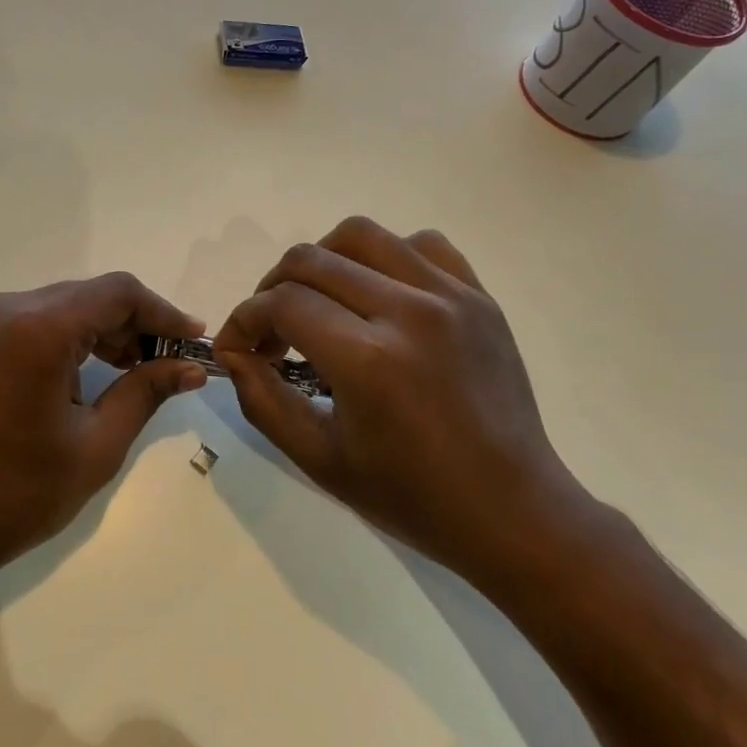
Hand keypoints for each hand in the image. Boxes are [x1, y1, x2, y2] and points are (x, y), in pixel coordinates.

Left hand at [0, 274, 209, 590]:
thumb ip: (146, 391)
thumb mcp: (97, 444)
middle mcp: (11, 308)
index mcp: (39, 329)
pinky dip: (78, 336)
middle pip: (94, 295)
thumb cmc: (20, 493)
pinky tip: (101, 368)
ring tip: (142, 368)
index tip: (195, 340)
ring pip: (70, 305)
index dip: (163, 312)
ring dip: (109, 329)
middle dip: (138, 323)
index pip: (118, 294)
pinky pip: (44, 320)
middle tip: (173, 360)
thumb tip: (192, 366)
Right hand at [212, 217, 595, 596]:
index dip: (244, 320)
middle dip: (271, 288)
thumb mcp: (319, 459)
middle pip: (312, 260)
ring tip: (320, 302)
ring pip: (361, 235)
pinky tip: (380, 295)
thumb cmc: (411, 496)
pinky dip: (385, 258)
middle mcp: (409, 311)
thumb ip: (262, 399)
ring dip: (323, 262)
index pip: (282, 304)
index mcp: (368, 359)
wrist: (512, 511)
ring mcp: (451, 297)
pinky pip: (421, 244)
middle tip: (272, 330)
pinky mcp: (479, 297)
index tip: (237, 347)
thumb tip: (235, 352)